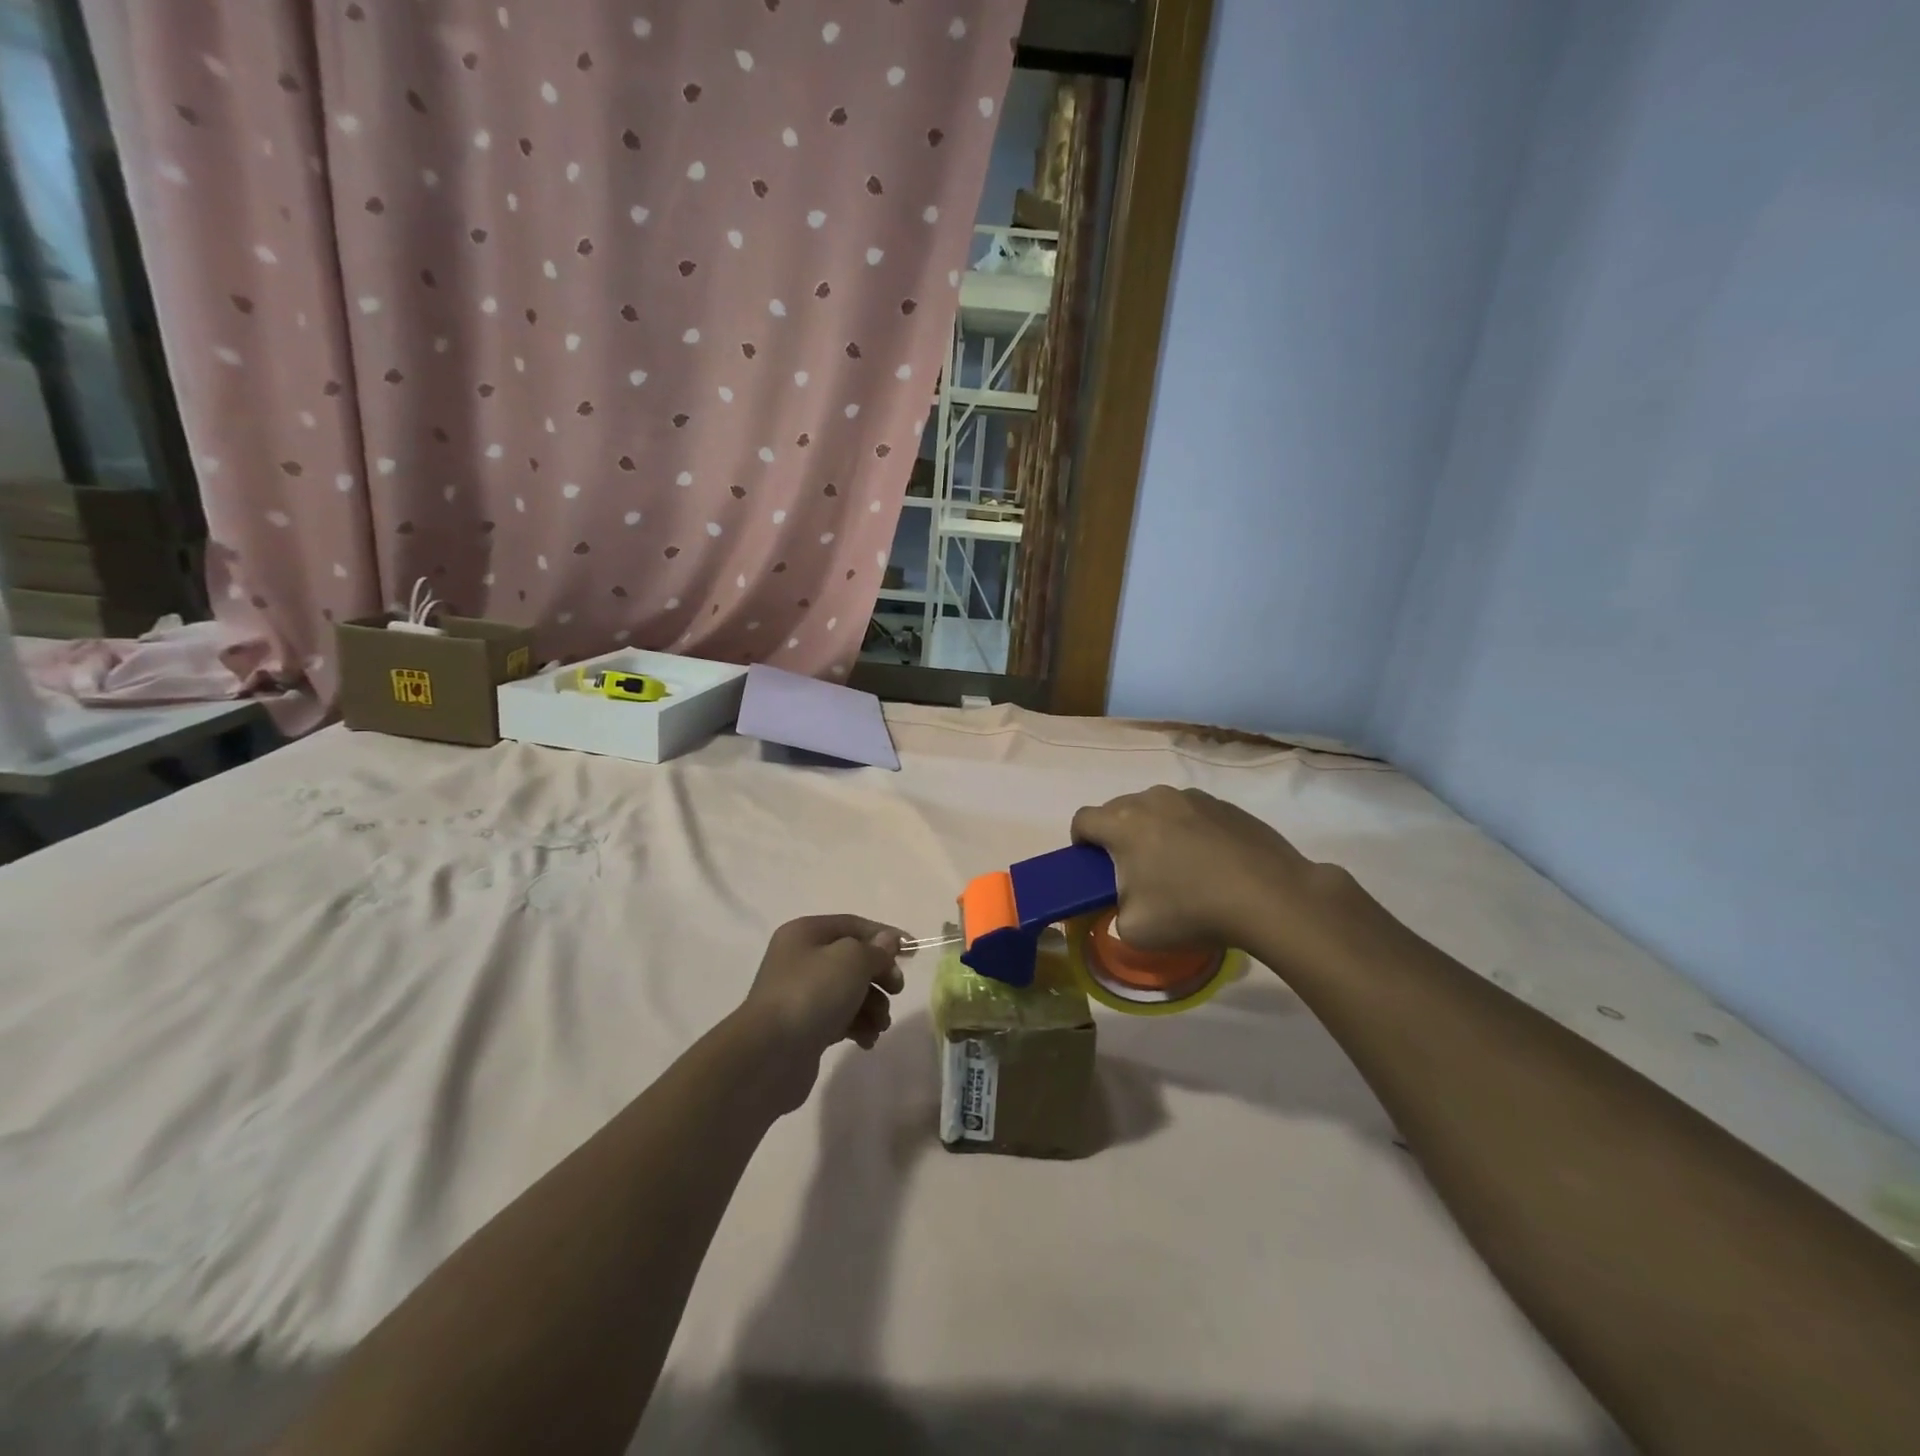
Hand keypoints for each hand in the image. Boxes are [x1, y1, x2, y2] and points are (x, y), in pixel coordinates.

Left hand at [734, 916, 905, 1111]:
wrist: (769, 1055)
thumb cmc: (812, 994)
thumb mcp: (852, 960)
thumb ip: (875, 949)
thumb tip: (886, 942)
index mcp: (806, 933)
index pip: (854, 925)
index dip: (886, 935)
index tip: (914, 952)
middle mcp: (801, 959)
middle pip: (853, 960)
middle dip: (879, 975)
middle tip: (896, 990)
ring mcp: (801, 995)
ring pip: (850, 992)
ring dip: (873, 1005)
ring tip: (879, 1024)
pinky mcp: (805, 1027)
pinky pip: (841, 1018)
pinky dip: (858, 1026)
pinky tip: (867, 1039)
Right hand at [1070, 786, 1324, 952]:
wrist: (1270, 896)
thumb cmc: (1191, 910)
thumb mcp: (1135, 930)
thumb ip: (1113, 912)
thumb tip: (1120, 903)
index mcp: (1122, 823)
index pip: (1082, 819)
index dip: (1080, 842)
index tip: (1093, 866)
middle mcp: (1152, 799)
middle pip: (1118, 810)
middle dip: (1117, 836)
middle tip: (1134, 872)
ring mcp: (1191, 796)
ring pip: (1156, 808)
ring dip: (1154, 830)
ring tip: (1176, 866)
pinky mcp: (1224, 803)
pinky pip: (1190, 812)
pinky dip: (1188, 830)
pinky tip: (1210, 862)